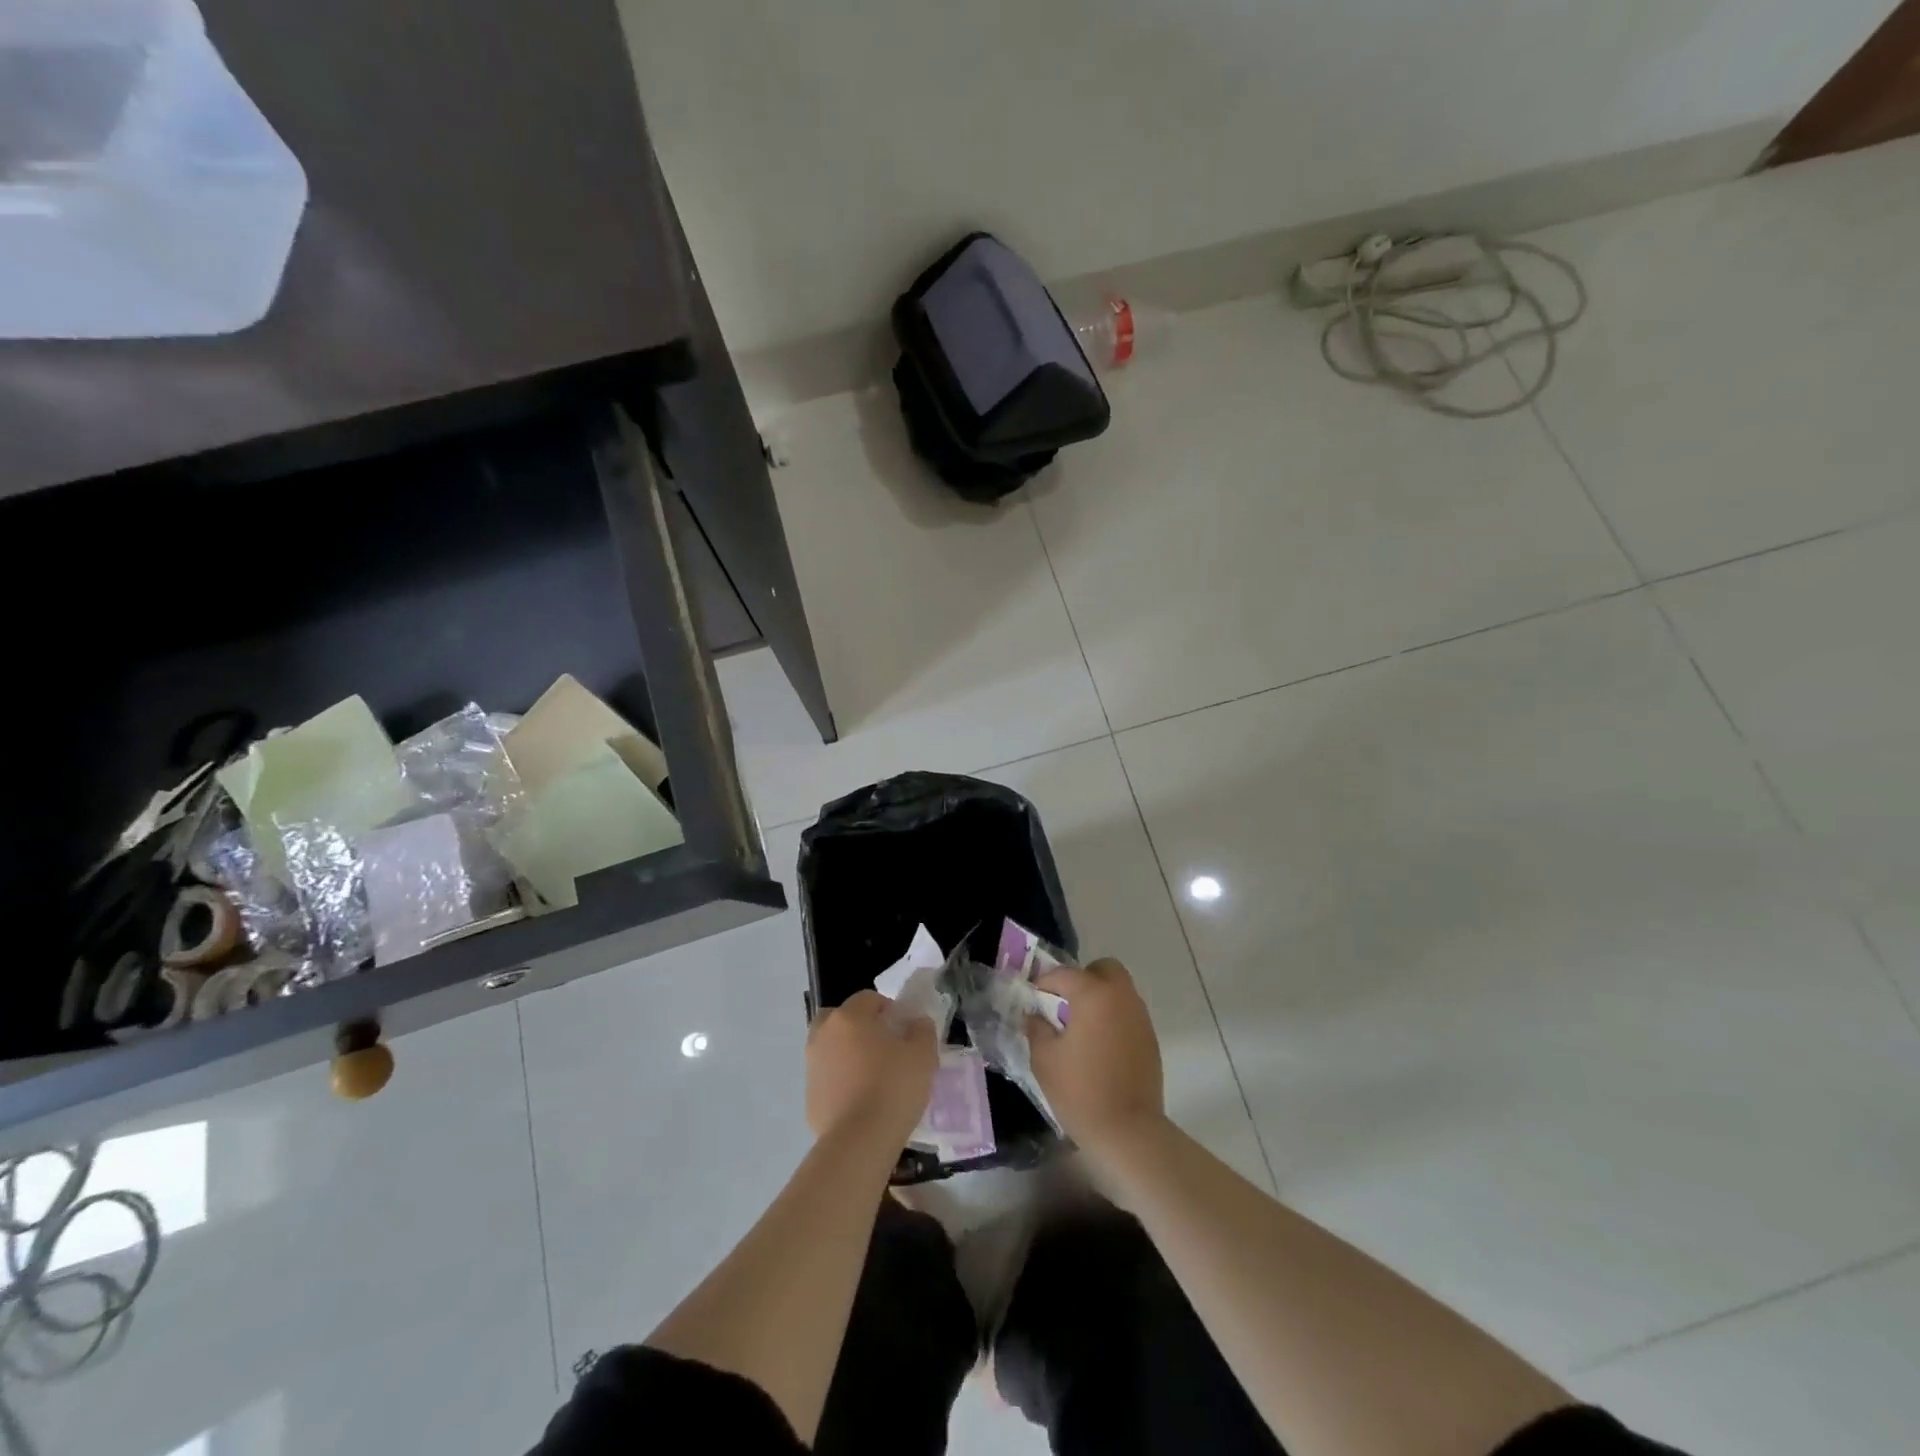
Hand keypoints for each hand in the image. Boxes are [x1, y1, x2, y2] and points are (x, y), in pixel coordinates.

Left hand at [806, 990, 937, 1148]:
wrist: (859, 1141)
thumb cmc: (893, 1088)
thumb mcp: (923, 1055)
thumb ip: (922, 1030)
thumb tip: (916, 1023)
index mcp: (849, 1017)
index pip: (868, 998)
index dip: (888, 1009)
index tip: (904, 1029)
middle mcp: (824, 1034)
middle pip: (839, 1018)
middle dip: (859, 1026)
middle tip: (882, 1046)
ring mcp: (812, 1066)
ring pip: (830, 1048)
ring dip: (847, 1053)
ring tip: (872, 1076)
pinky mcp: (808, 1096)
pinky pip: (827, 1078)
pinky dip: (840, 1081)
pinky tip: (860, 1101)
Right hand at [1028, 958, 1165, 1153]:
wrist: (1128, 1132)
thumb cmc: (1080, 1091)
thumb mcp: (1044, 1059)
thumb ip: (1036, 1028)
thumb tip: (1034, 1015)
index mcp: (1093, 995)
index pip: (1065, 974)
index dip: (1045, 981)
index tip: (1033, 996)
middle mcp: (1121, 997)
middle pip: (1104, 969)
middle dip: (1083, 978)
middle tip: (1065, 1002)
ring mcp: (1140, 1018)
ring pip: (1119, 991)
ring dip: (1100, 997)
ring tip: (1080, 1026)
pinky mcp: (1150, 1039)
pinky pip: (1128, 1013)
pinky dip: (1113, 1017)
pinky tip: (1099, 1045)